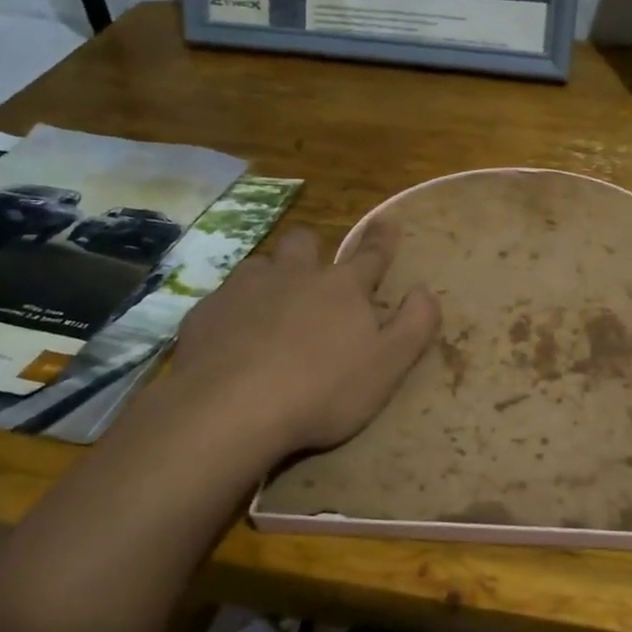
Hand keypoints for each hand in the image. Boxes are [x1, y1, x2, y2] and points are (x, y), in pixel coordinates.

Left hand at [143, 222, 440, 461]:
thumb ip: (414, 326)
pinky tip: (233, 336)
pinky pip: (223, 298)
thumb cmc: (323, 390)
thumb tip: (426, 291)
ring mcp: (244, 289)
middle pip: (304, 243)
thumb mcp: (387, 366)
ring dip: (271, 276)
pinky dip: (235, 309)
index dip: (382, 239)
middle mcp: (293, 275)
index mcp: (342, 288)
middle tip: (315, 268)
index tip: (388, 221)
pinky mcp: (206, 312)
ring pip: (261, 264)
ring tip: (272, 303)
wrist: (231, 410)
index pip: (370, 255)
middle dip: (314, 248)